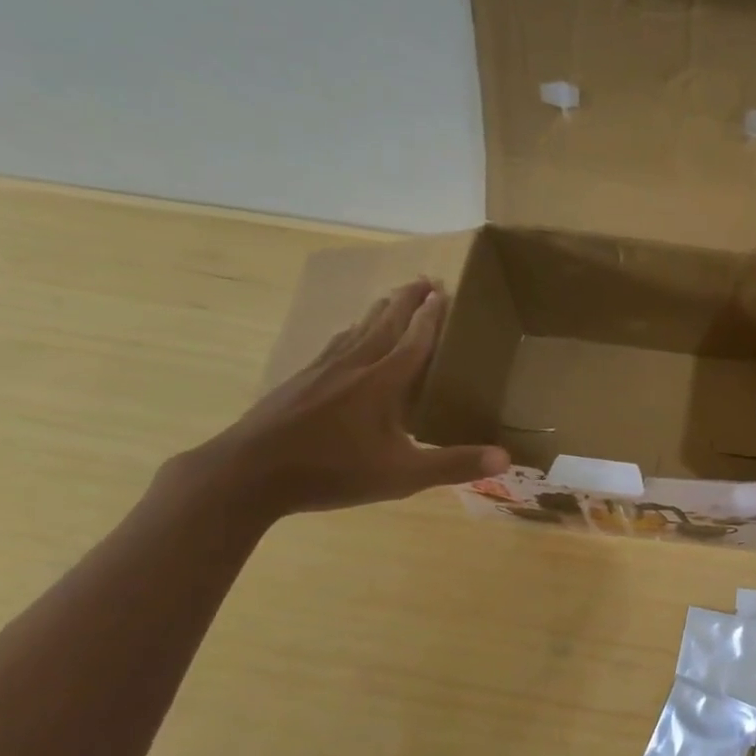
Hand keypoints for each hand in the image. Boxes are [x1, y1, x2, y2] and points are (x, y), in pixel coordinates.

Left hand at [176, 279, 507, 519]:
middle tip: (424, 279)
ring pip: (357, 329)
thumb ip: (454, 465)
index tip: (444, 292)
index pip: (415, 339)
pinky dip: (351, 331)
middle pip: (385, 322)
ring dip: (379, 310)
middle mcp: (354, 365)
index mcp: (382, 381)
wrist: (249, 473)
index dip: (432, 317)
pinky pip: (335, 344)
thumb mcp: (402, 475)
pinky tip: (346, 337)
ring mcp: (322, 370)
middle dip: (407, 300)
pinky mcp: (300, 380)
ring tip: (391, 298)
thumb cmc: (333, 471)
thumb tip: (506, 457)